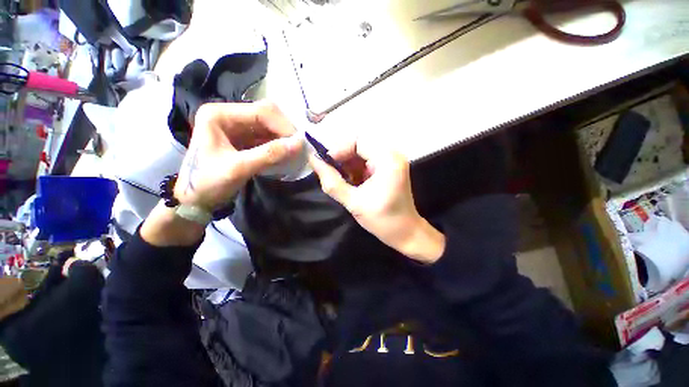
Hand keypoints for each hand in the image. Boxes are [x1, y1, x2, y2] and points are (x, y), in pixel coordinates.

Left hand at [174, 101, 302, 210]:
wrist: (194, 201)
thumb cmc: (208, 183)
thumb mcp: (239, 168)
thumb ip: (269, 154)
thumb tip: (300, 143)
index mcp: (219, 114)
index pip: (261, 111)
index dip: (284, 126)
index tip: (301, 143)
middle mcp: (229, 115)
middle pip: (267, 116)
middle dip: (285, 131)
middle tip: (300, 147)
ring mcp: (236, 127)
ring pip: (269, 127)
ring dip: (284, 138)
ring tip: (296, 151)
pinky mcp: (243, 140)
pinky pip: (267, 138)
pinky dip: (279, 145)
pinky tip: (287, 154)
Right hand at [309, 141, 444, 262]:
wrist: (405, 233)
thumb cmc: (383, 220)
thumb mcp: (353, 202)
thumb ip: (331, 182)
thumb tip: (313, 161)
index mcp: (388, 160)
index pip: (358, 141)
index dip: (338, 150)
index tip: (325, 164)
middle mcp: (392, 154)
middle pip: (360, 144)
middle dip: (342, 157)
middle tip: (329, 172)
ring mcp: (392, 160)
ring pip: (362, 152)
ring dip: (348, 163)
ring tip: (340, 179)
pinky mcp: (388, 167)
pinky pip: (367, 160)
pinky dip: (355, 168)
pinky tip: (350, 181)